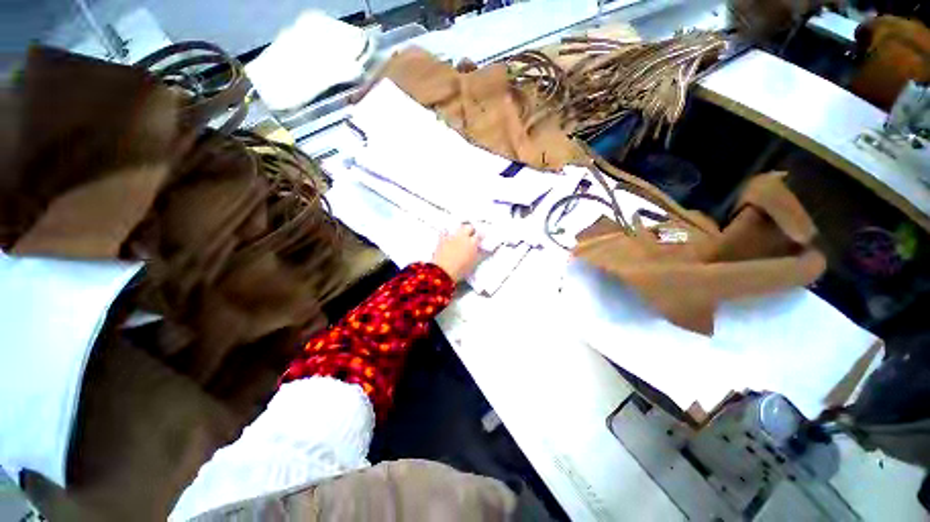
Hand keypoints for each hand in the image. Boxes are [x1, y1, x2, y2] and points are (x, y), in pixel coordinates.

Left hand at [431, 224, 481, 280]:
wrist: (444, 272)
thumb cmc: (461, 269)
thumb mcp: (475, 263)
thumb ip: (481, 255)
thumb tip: (486, 251)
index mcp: (473, 242)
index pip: (480, 235)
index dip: (481, 237)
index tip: (480, 240)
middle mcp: (463, 237)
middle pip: (469, 227)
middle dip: (471, 230)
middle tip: (471, 236)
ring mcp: (452, 237)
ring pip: (458, 228)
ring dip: (460, 230)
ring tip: (460, 236)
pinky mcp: (442, 239)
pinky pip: (444, 231)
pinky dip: (446, 232)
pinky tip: (447, 235)